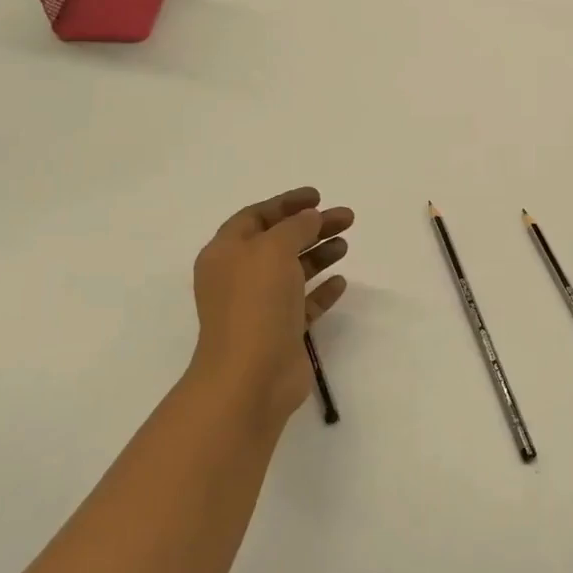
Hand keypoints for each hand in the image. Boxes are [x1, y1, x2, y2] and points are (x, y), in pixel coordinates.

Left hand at [190, 187, 353, 428]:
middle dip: (311, 226)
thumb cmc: (255, 304)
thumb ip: (295, 226)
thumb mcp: (273, 250)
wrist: (250, 377)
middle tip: (346, 217)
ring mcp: (260, 306)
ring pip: (293, 271)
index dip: (286, 203)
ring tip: (345, 244)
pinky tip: (340, 281)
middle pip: (279, 241)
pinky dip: (321, 290)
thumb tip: (310, 217)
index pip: (255, 217)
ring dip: (318, 254)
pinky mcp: (281, 332)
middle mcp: (240, 277)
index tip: (318, 196)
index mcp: (226, 253)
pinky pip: (303, 303)